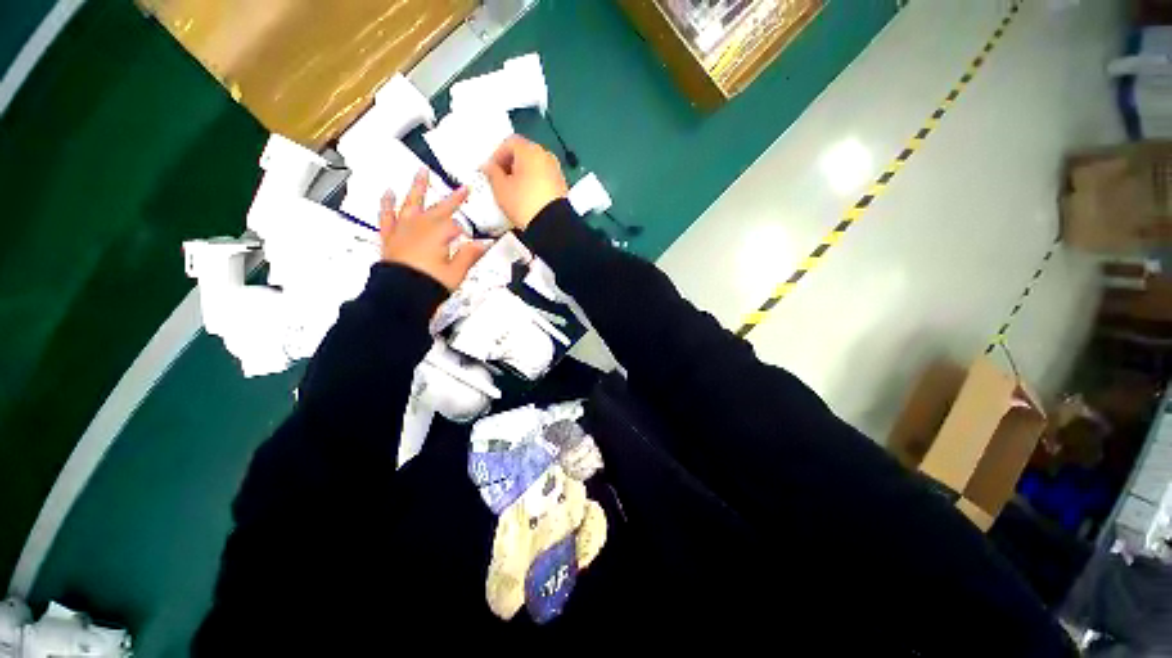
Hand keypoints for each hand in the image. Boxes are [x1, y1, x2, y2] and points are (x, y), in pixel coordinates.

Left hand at [380, 169, 484, 290]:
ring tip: (420, 173)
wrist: (399, 295)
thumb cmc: (429, 284)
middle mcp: (420, 227)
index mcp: (439, 234)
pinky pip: (387, 216)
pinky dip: (387, 204)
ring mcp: (403, 230)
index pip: (457, 225)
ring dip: (417, 188)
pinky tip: (388, 194)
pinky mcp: (390, 237)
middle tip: (461, 190)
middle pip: (439, 208)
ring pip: (411, 203)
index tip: (474, 235)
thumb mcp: (456, 272)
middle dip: (452, 199)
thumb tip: (484, 244)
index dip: (467, 231)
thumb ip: (469, 255)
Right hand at [482, 135, 568, 229]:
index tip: (491, 171)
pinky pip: (544, 178)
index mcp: (530, 150)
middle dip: (511, 164)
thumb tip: (489, 166)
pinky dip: (535, 183)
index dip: (497, 155)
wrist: (552, 225)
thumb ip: (492, 173)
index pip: (509, 143)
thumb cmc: (523, 203)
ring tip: (515, 190)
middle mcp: (546, 155)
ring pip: (535, 166)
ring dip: (524, 174)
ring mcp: (556, 170)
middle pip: (524, 153)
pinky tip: (529, 197)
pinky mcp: (562, 185)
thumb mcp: (501, 189)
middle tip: (502, 180)